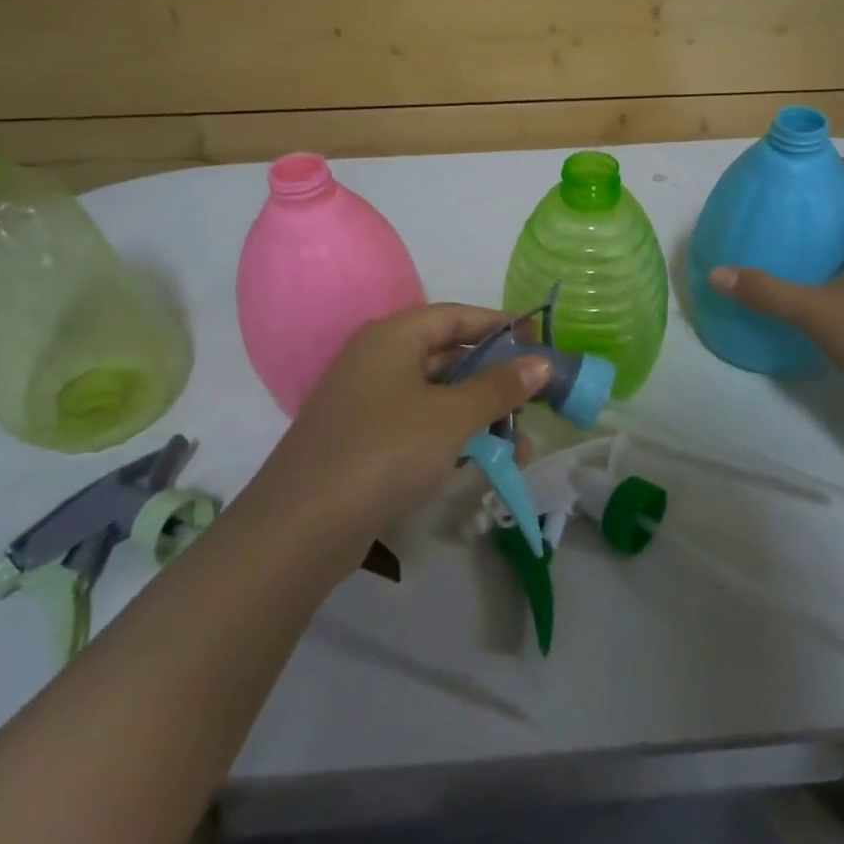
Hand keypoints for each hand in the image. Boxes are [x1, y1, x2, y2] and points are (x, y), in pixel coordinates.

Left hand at [236, 304, 551, 572]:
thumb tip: (541, 363)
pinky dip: (453, 437)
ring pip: (436, 396)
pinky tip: (483, 461)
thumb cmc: (385, 451)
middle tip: (536, 395)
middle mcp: (376, 361)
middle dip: (495, 377)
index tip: (539, 339)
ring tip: (521, 442)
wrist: (302, 527)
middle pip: (447, 355)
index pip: (456, 316)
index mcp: (392, 337)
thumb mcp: (451, 416)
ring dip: (479, 414)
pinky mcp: (363, 442)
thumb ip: (498, 387)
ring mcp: (366, 403)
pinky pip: (419, 426)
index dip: (499, 324)